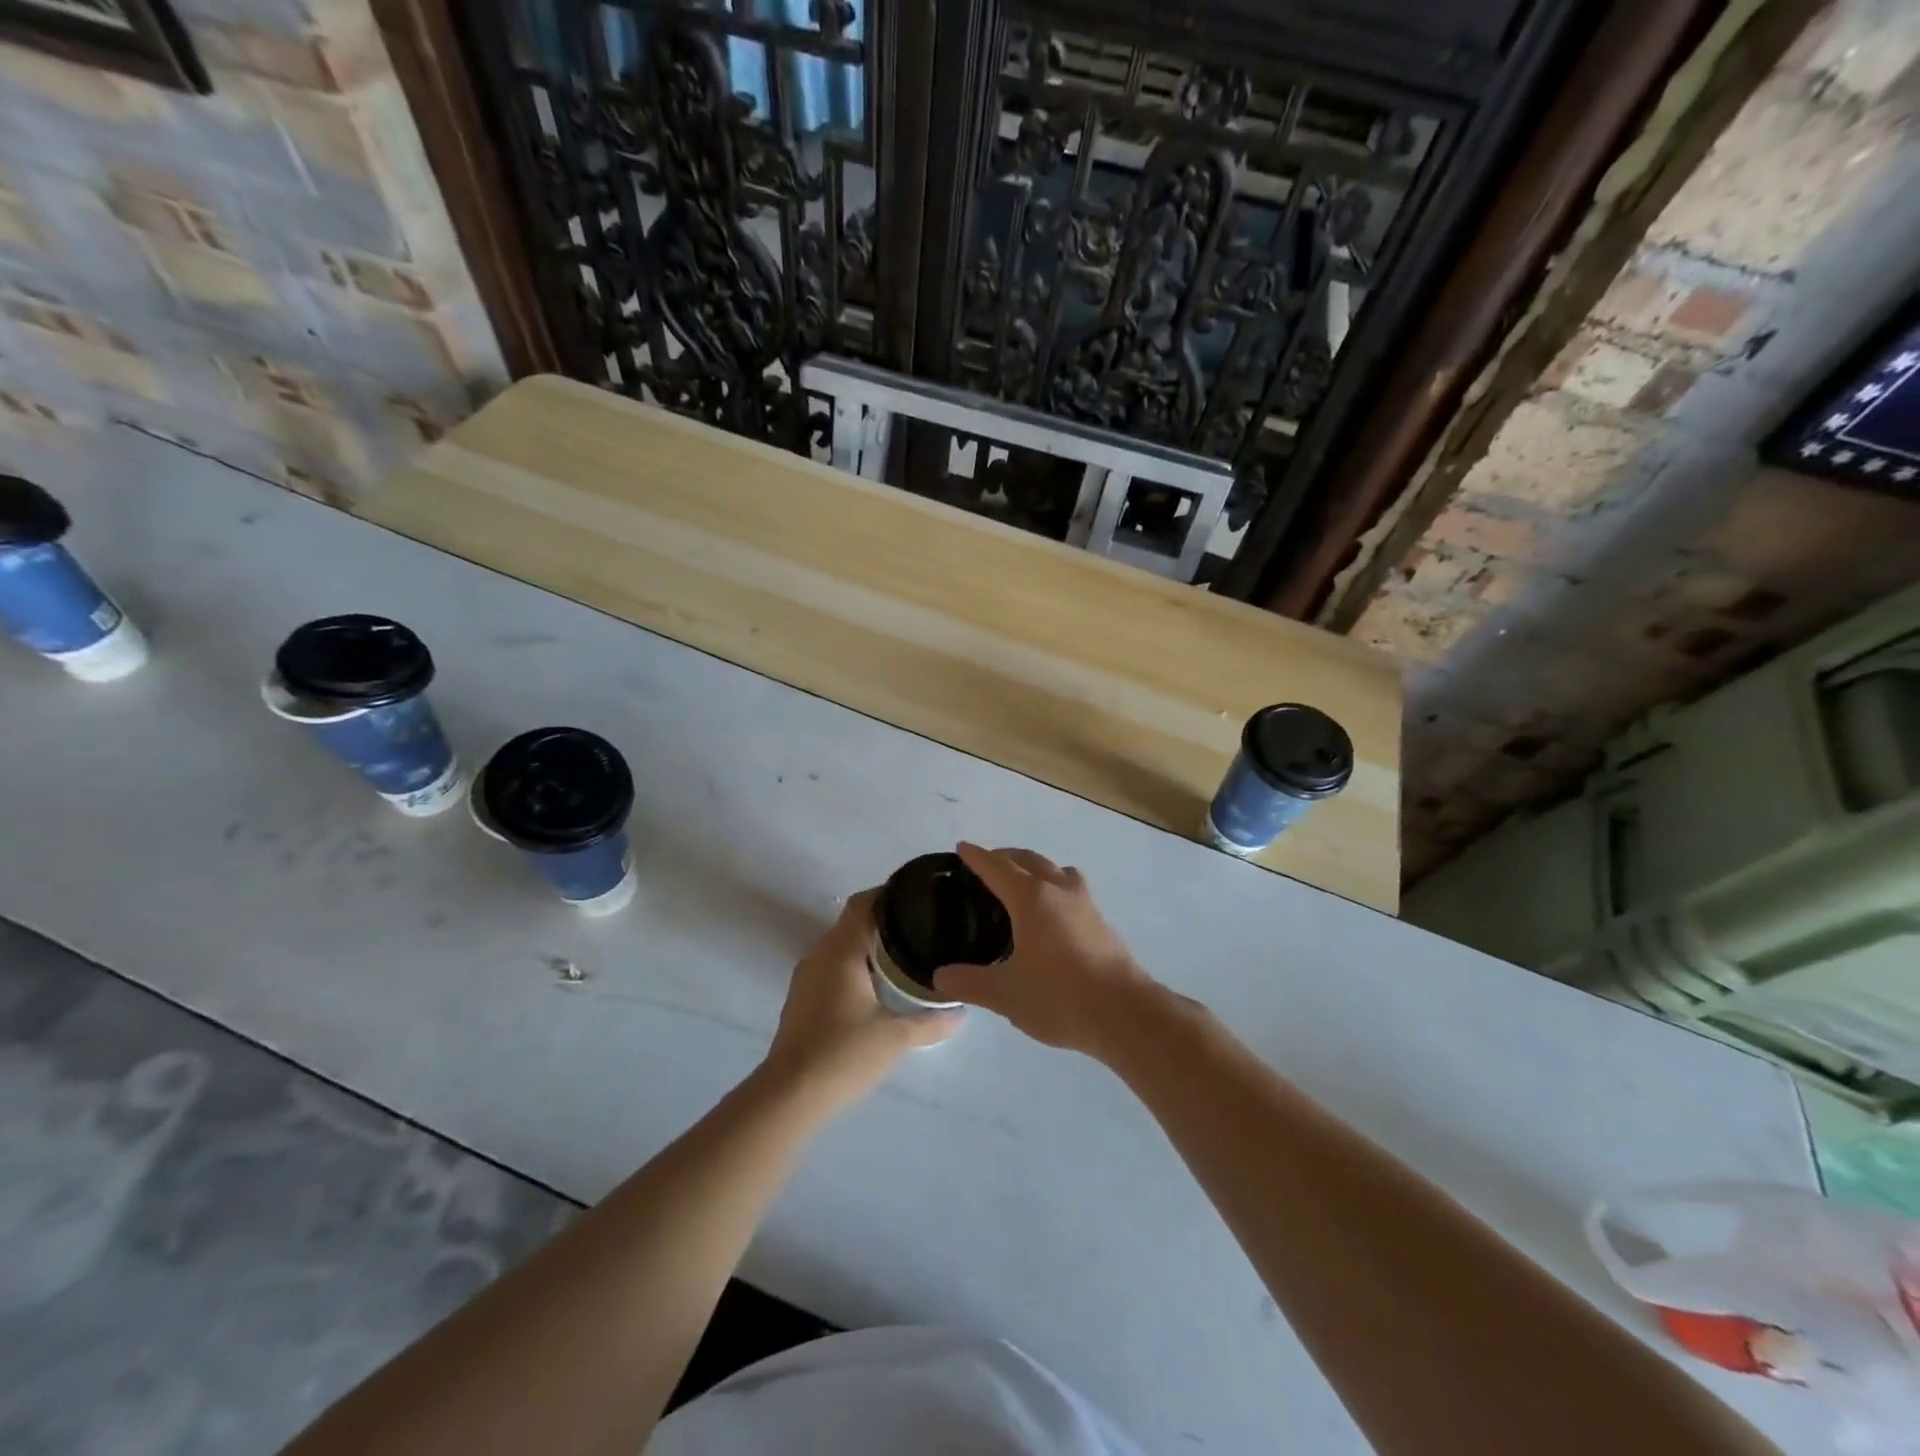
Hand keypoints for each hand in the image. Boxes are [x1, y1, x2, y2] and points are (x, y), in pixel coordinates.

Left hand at [764, 889, 960, 1109]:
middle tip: (922, 928)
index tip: (918, 896)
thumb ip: (930, 1021)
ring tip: (906, 955)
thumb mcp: (896, 1037)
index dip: (889, 894)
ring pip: (842, 947)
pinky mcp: (802, 999)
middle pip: (853, 922)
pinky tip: (878, 987)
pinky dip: (856, 967)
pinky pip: (833, 968)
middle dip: (886, 922)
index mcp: (841, 951)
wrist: (790, 1095)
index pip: (864, 904)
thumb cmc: (843, 1054)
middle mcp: (819, 954)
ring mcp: (806, 977)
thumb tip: (960, 1012)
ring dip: (870, 946)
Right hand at [932, 843, 1158, 1057]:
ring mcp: (1085, 905)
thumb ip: (969, 983)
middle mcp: (1059, 891)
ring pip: (1058, 871)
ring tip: (1023, 885)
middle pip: (1030, 859)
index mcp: (1031, 899)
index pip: (997, 867)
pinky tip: (1052, 917)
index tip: (963, 848)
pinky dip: (1056, 889)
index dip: (977, 857)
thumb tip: (939, 977)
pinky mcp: (1102, 923)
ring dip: (1038, 868)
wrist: (1125, 1013)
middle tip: (988, 865)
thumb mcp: (1005, 994)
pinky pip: (1073, 890)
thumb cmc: (1059, 996)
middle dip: (1007, 857)